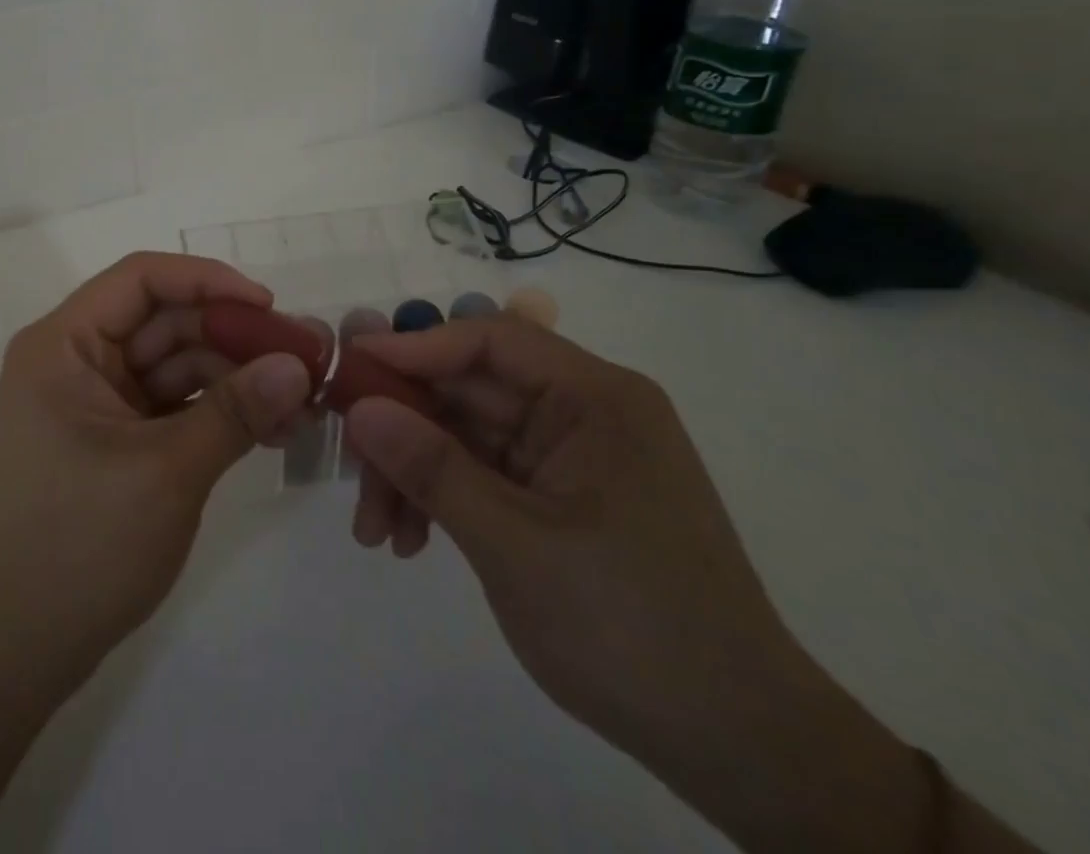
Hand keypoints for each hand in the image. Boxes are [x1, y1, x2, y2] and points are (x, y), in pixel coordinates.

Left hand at [0, 252, 312, 688]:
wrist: (17, 650)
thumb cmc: (78, 545)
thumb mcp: (166, 471)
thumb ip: (236, 411)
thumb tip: (301, 365)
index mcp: (64, 344)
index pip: (141, 280)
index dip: (207, 280)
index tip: (269, 306)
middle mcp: (77, 360)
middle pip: (166, 323)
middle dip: (236, 338)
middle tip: (308, 359)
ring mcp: (98, 401)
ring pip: (178, 365)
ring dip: (237, 379)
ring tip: (303, 404)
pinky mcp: (118, 438)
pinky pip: (176, 405)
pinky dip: (221, 412)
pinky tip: (272, 429)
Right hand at [341, 314, 940, 853]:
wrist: (740, 749)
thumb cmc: (633, 629)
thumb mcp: (516, 545)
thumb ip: (432, 468)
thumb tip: (359, 407)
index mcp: (594, 398)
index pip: (490, 340)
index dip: (415, 347)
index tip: (350, 367)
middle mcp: (581, 412)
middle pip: (467, 391)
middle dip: (403, 429)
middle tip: (349, 468)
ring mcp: (568, 456)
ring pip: (464, 435)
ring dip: (414, 472)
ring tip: (377, 534)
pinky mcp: (557, 497)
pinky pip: (480, 474)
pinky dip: (440, 498)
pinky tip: (411, 543)